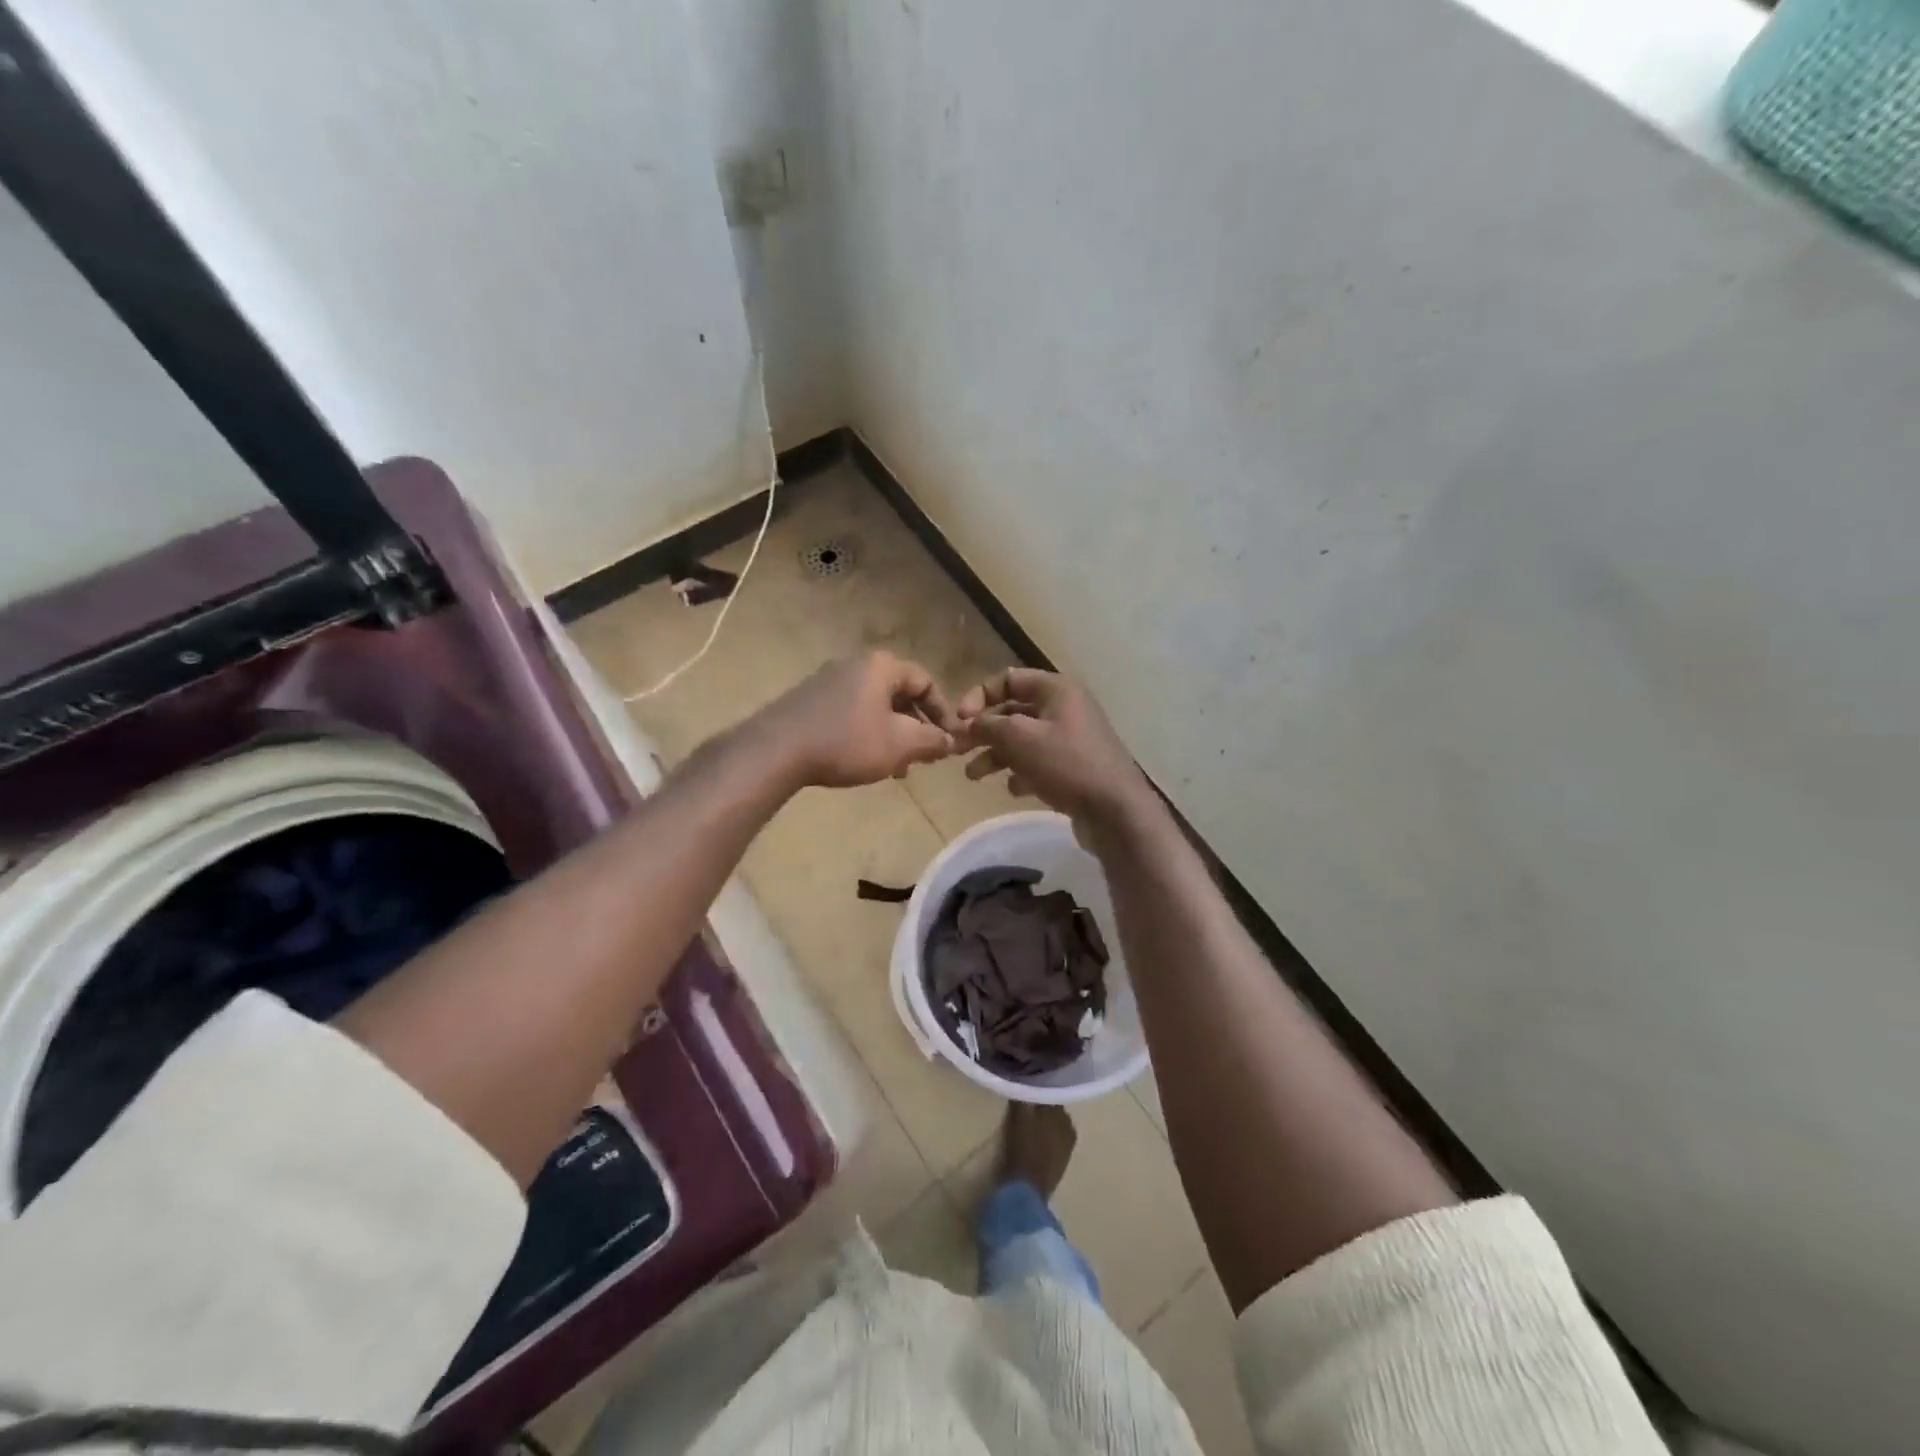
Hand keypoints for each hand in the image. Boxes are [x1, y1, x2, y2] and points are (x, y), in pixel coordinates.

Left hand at [753, 651, 958, 787]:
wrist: (777, 750)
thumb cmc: (847, 741)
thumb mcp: (900, 744)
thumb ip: (932, 740)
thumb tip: (951, 741)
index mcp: (881, 666)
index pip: (925, 681)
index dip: (942, 712)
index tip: (948, 740)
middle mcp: (855, 664)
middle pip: (898, 693)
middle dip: (916, 726)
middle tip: (923, 756)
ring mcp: (828, 680)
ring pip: (874, 705)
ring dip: (891, 733)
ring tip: (896, 766)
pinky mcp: (808, 699)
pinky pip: (850, 712)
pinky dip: (865, 732)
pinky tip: (863, 760)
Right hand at [957, 668, 1156, 830]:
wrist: (1115, 811)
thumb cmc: (1067, 764)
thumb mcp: (1020, 738)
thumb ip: (989, 725)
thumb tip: (970, 723)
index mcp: (1056, 689)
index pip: (1008, 679)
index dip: (979, 696)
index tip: (961, 720)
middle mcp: (1065, 708)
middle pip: (1013, 711)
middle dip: (984, 730)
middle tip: (958, 751)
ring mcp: (1072, 739)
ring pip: (1023, 740)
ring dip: (996, 755)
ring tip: (974, 776)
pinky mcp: (1075, 768)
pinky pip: (1039, 763)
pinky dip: (1021, 772)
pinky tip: (1013, 789)